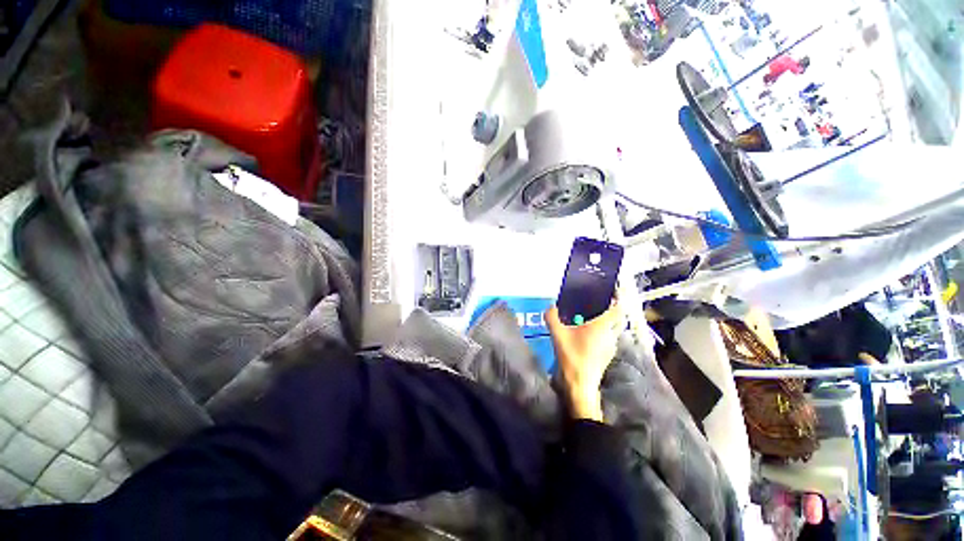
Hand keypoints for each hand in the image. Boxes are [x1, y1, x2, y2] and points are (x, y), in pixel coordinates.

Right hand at [545, 301, 621, 421]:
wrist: (580, 384)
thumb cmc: (572, 356)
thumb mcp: (557, 334)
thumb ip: (552, 317)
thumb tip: (550, 307)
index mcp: (602, 326)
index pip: (618, 309)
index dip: (617, 299)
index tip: (610, 293)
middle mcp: (610, 334)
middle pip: (617, 318)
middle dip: (609, 310)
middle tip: (596, 305)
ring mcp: (611, 346)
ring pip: (613, 329)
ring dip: (605, 323)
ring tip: (590, 319)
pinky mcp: (608, 355)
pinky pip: (608, 338)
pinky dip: (602, 333)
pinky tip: (587, 336)